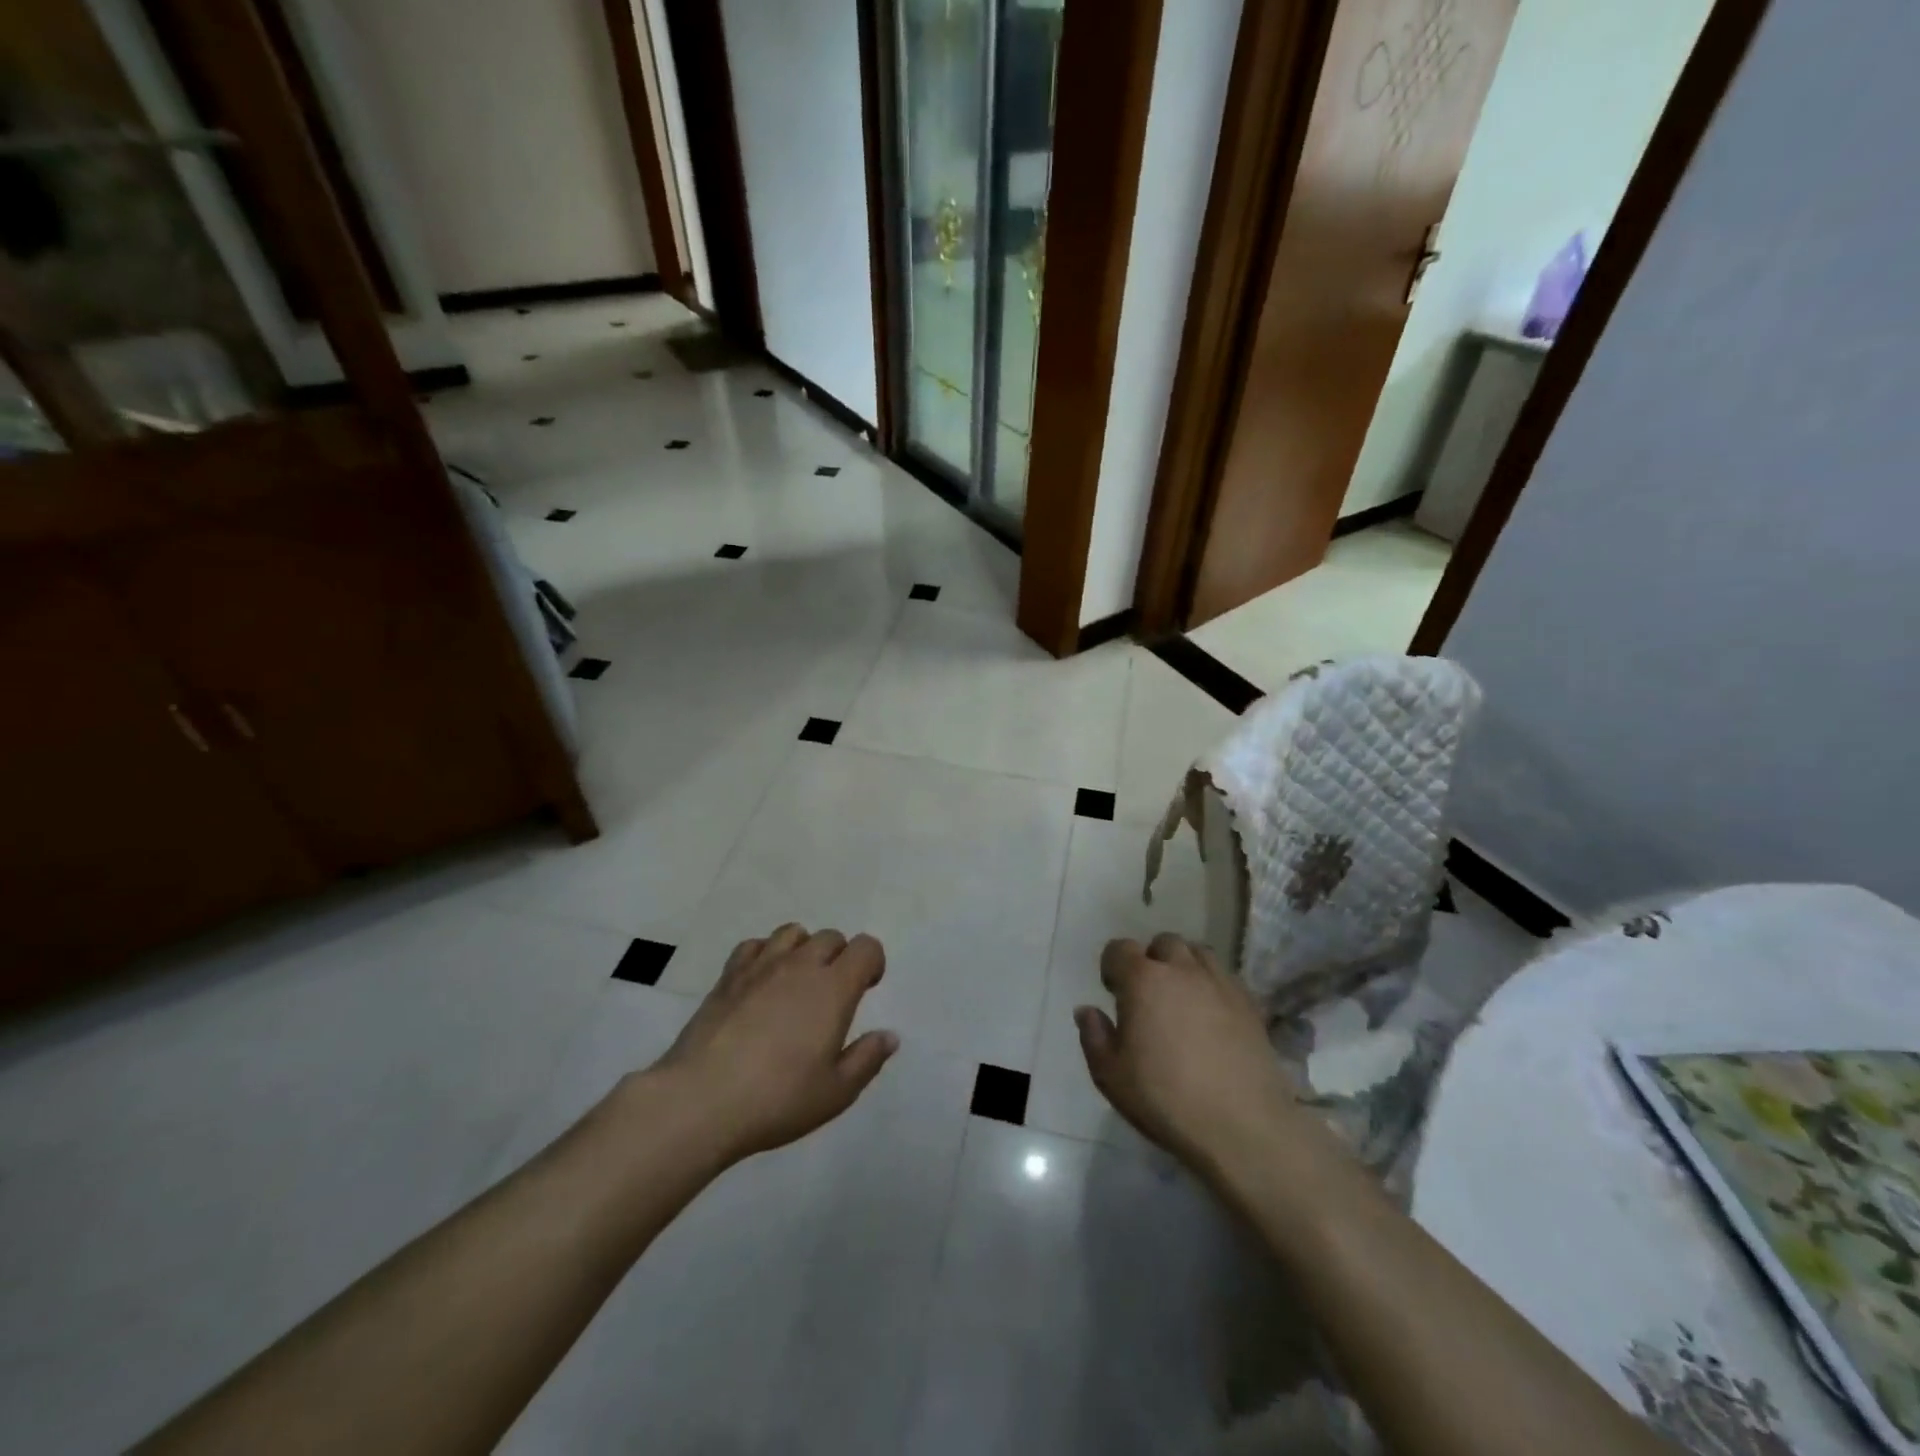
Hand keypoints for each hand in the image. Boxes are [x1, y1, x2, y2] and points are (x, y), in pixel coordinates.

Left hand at [652, 924, 898, 1161]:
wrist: (701, 1100)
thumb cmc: (778, 1099)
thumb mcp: (836, 1092)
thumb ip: (867, 1059)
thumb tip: (889, 1036)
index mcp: (834, 988)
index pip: (866, 947)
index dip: (873, 962)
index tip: (867, 988)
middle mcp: (800, 966)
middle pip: (831, 937)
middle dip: (840, 957)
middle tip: (833, 994)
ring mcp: (760, 967)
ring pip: (792, 932)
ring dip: (803, 949)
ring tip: (797, 982)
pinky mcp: (728, 977)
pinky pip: (754, 945)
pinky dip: (764, 954)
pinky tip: (761, 983)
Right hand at [1076, 933, 1309, 1177]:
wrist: (1242, 1126)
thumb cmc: (1166, 1099)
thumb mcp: (1111, 1076)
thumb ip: (1094, 1036)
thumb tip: (1088, 1010)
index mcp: (1143, 980)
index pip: (1120, 948)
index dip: (1112, 966)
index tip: (1113, 992)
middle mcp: (1181, 970)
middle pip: (1163, 943)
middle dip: (1152, 960)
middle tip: (1148, 995)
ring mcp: (1220, 983)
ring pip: (1198, 953)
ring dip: (1184, 966)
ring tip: (1181, 999)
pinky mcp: (1249, 1003)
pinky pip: (1224, 977)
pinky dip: (1212, 985)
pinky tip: (1212, 1016)